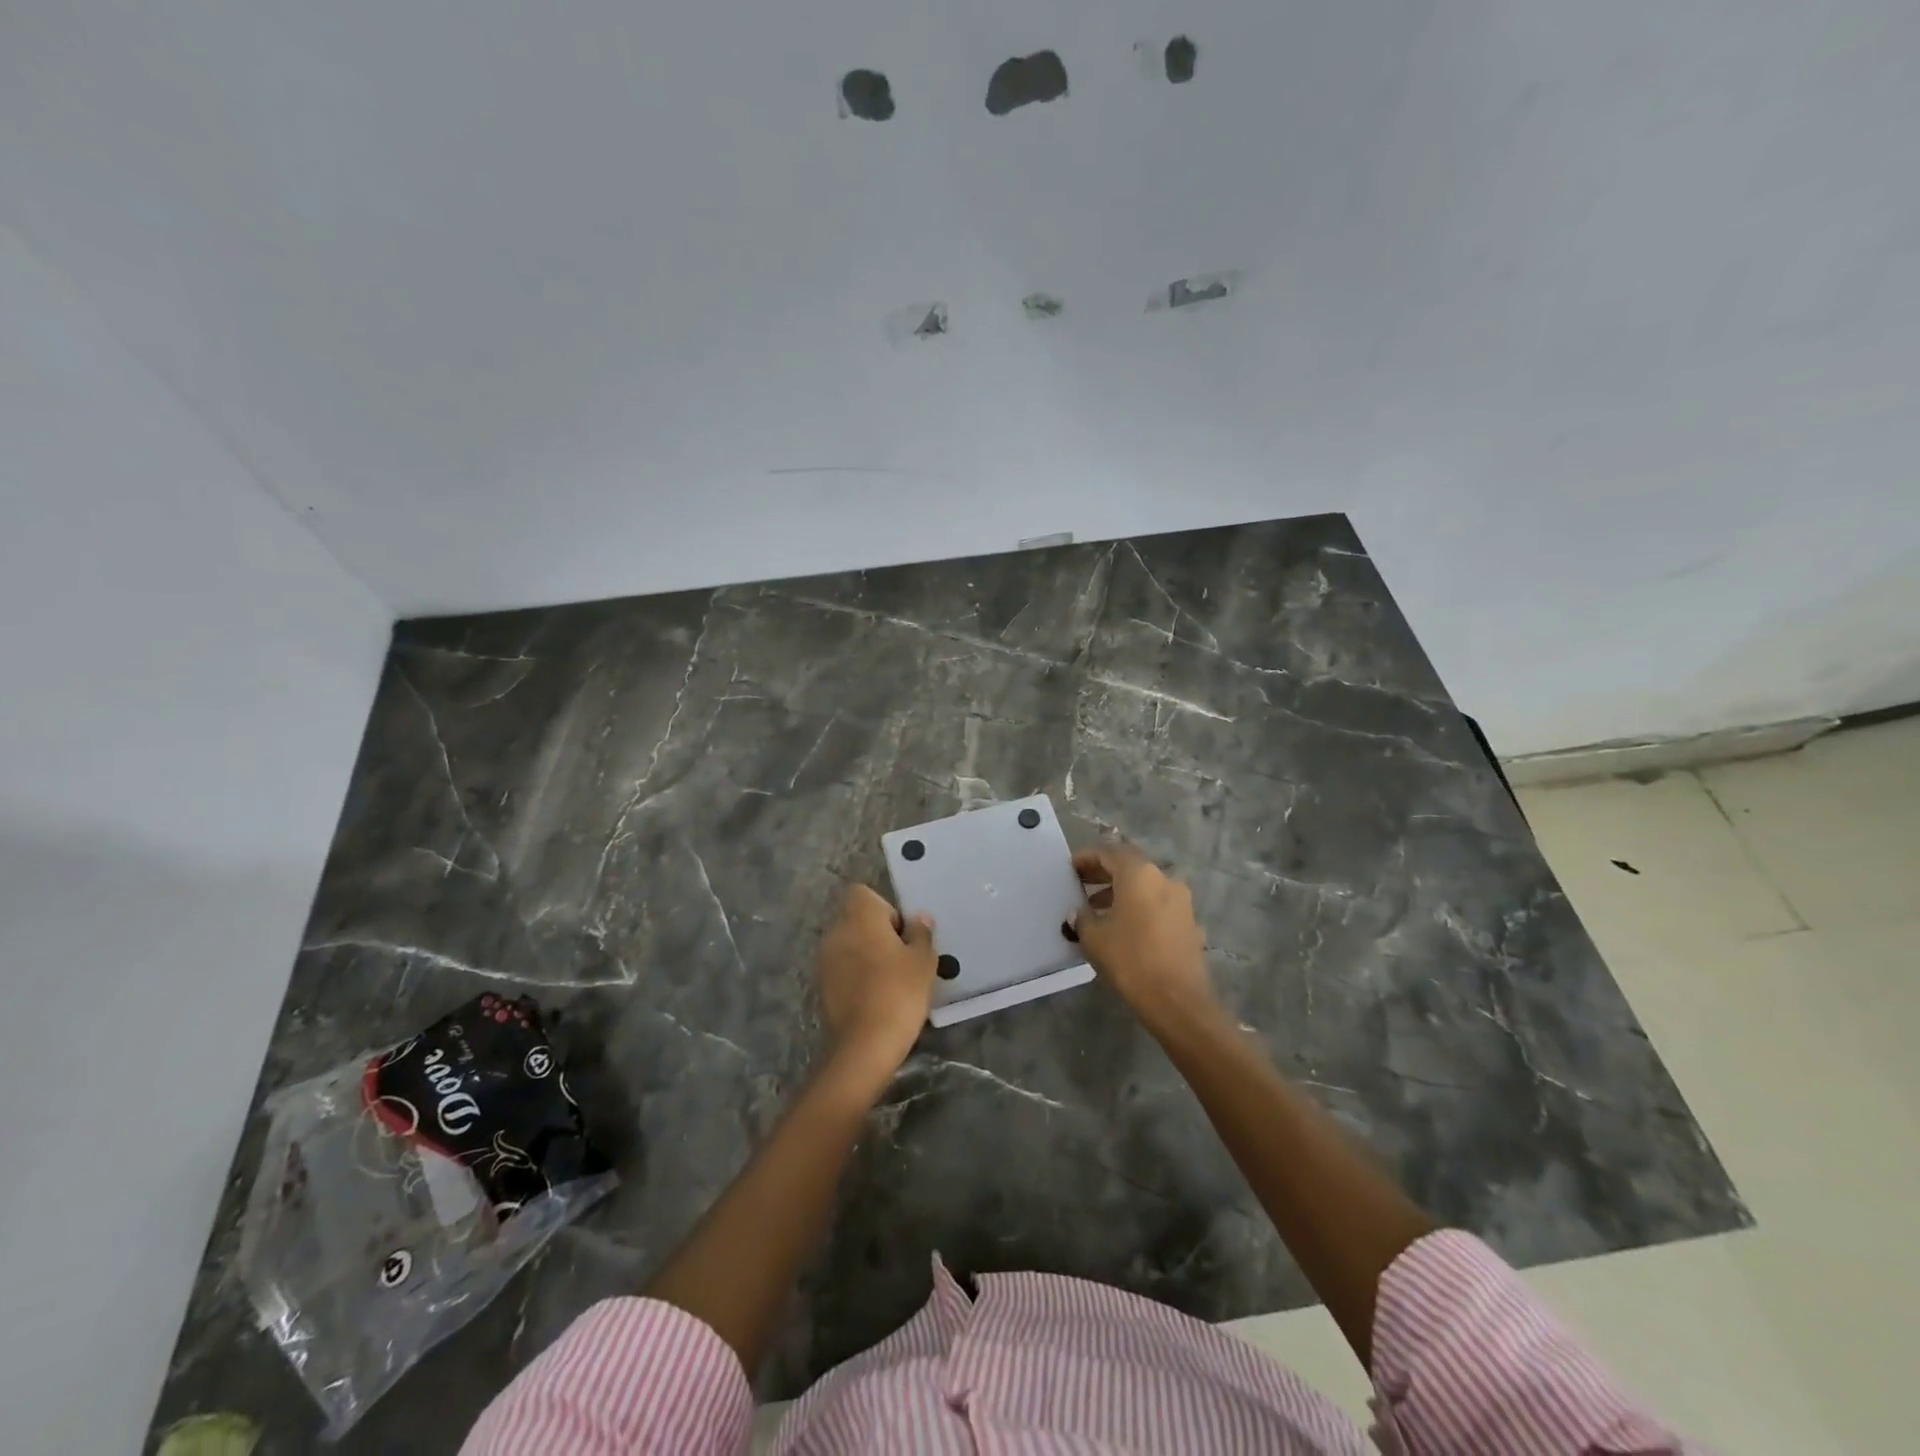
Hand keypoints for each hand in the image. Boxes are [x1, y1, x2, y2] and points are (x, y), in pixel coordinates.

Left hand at [816, 884, 936, 1078]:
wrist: (864, 1046)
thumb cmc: (898, 992)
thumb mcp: (922, 961)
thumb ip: (921, 933)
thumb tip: (919, 917)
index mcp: (859, 916)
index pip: (864, 893)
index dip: (886, 909)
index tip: (903, 933)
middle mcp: (836, 931)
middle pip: (856, 919)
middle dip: (878, 933)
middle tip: (903, 958)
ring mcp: (824, 959)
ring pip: (849, 944)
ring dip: (866, 954)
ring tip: (891, 979)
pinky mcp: (821, 986)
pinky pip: (843, 968)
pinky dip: (857, 975)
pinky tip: (876, 997)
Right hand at [1072, 843, 1214, 1026]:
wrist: (1177, 1000)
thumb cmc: (1130, 960)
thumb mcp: (1094, 937)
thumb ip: (1082, 917)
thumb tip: (1078, 911)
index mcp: (1139, 874)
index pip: (1110, 853)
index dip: (1087, 858)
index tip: (1071, 868)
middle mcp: (1164, 878)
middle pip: (1130, 866)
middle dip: (1104, 873)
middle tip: (1081, 884)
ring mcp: (1181, 901)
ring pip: (1146, 886)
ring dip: (1121, 892)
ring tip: (1098, 910)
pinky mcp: (1189, 923)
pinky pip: (1158, 904)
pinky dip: (1139, 907)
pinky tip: (1124, 928)